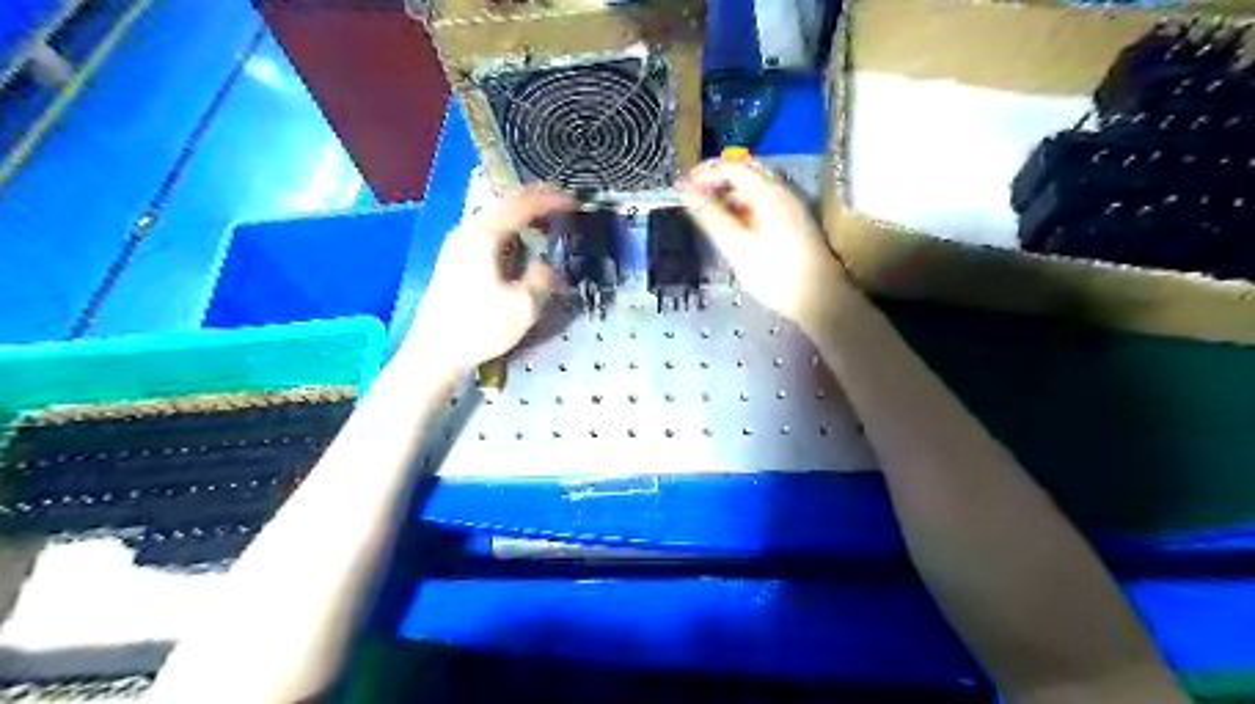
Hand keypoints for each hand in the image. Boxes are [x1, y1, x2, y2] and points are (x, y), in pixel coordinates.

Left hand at [404, 185, 574, 376]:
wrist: (435, 352)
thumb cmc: (479, 327)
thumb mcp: (523, 306)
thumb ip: (542, 278)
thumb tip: (547, 266)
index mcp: (484, 236)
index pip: (522, 205)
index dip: (551, 200)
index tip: (575, 201)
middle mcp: (467, 231)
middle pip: (505, 203)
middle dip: (535, 199)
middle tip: (562, 201)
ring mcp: (457, 245)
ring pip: (495, 216)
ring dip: (521, 213)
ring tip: (545, 218)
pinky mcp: (455, 260)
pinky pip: (488, 231)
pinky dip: (510, 228)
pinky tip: (520, 241)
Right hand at [684, 160, 859, 327]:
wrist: (820, 298)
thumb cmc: (775, 273)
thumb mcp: (737, 246)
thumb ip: (711, 216)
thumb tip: (687, 192)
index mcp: (767, 192)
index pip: (731, 166)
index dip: (704, 173)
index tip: (683, 188)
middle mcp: (782, 191)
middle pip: (745, 170)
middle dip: (717, 179)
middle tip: (694, 194)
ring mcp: (791, 205)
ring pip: (756, 186)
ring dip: (730, 192)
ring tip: (709, 212)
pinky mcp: (795, 220)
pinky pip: (764, 200)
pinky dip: (744, 204)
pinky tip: (736, 225)